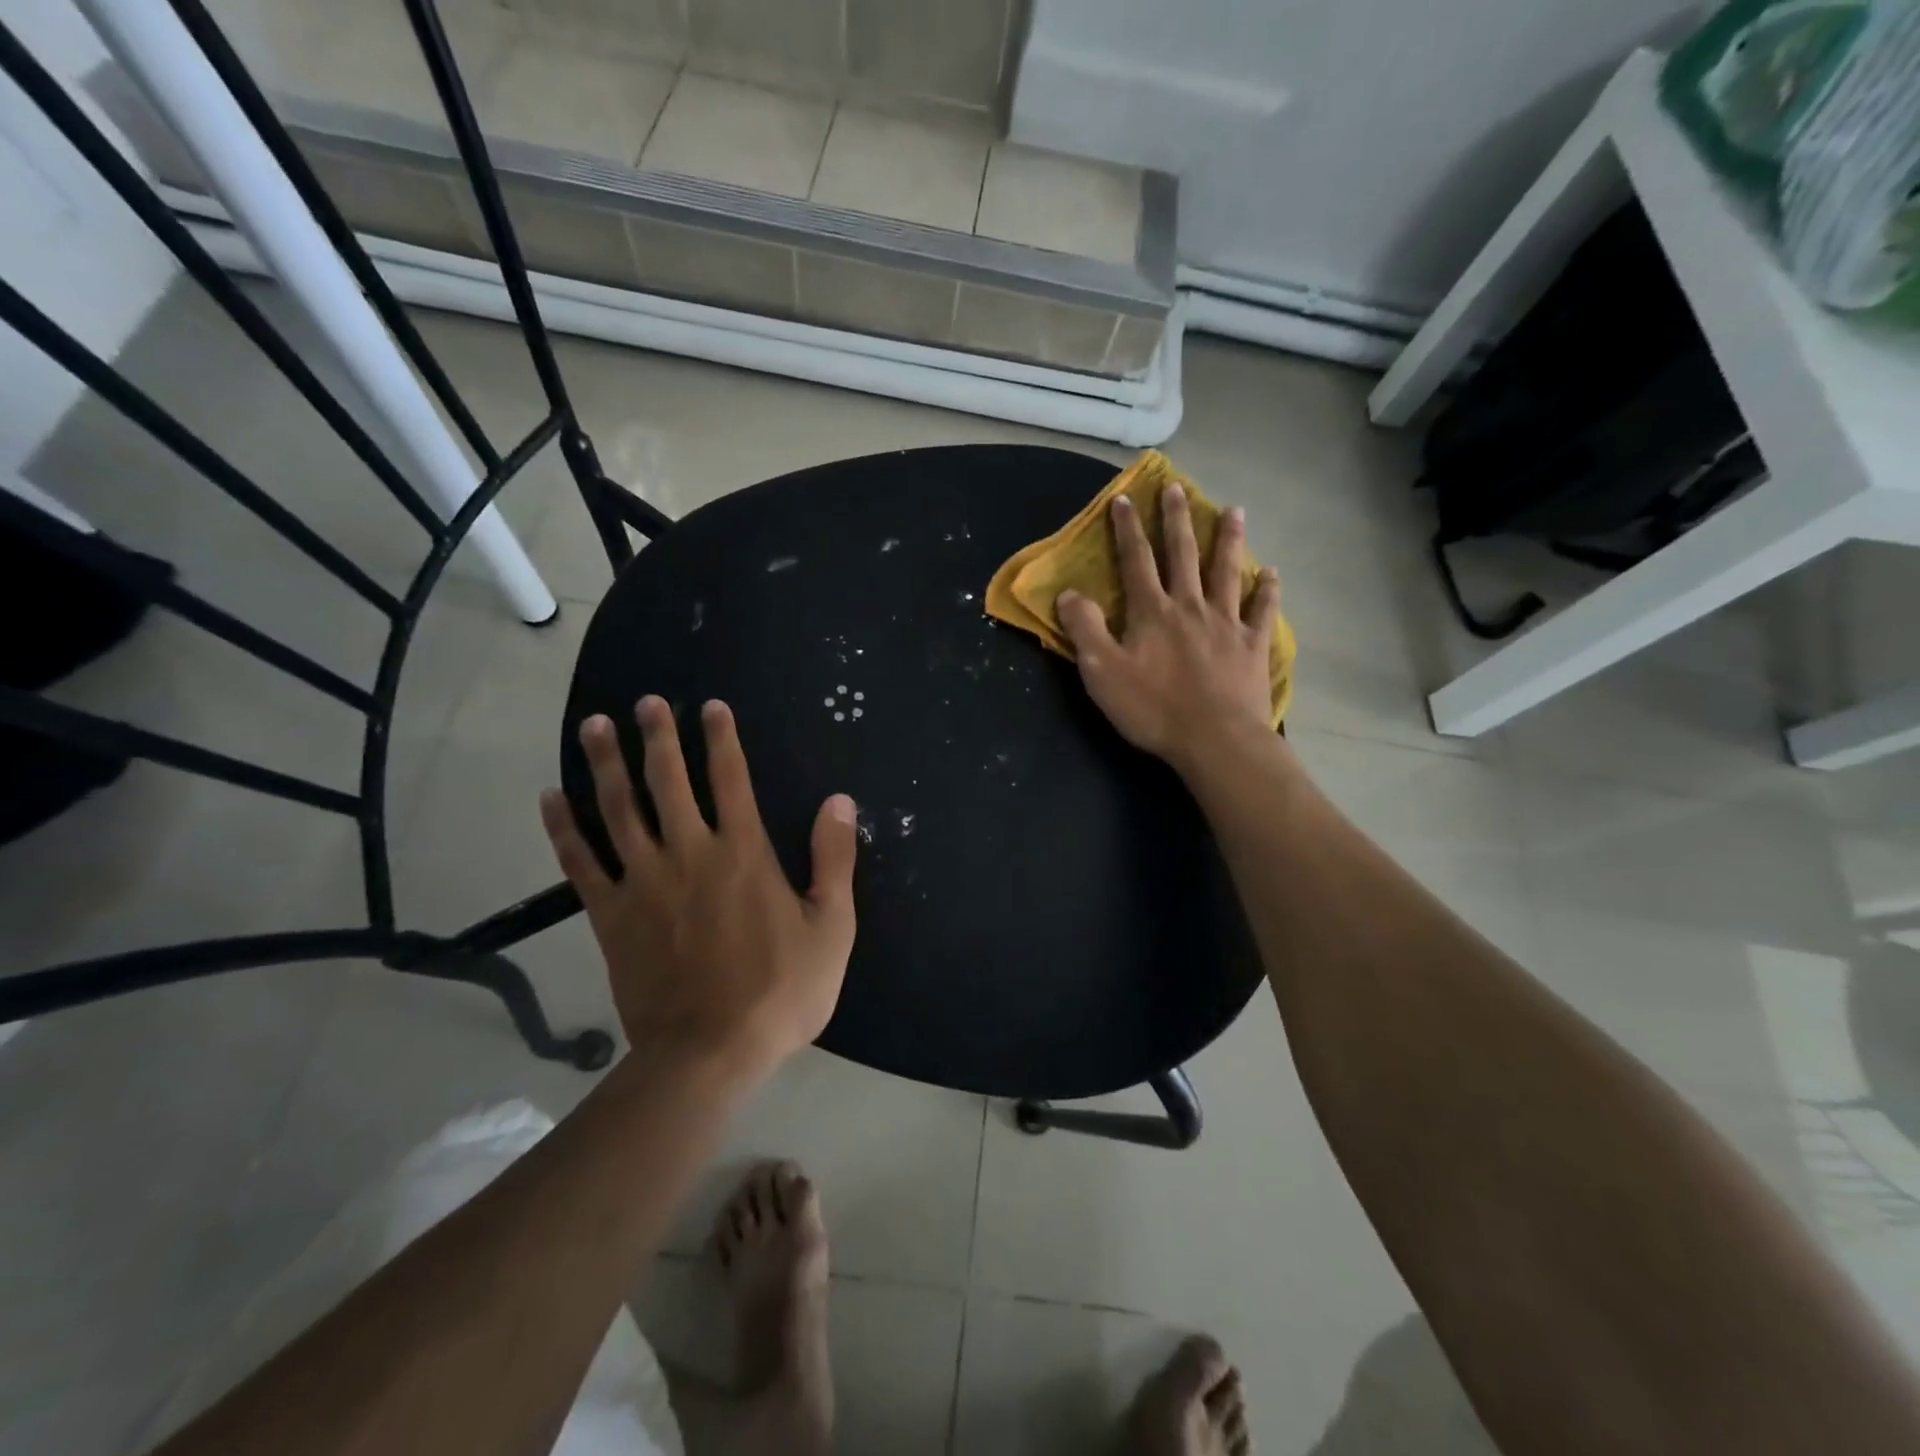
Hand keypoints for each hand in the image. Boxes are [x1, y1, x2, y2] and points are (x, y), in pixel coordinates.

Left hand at [540, 697, 857, 1085]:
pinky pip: (580, 861)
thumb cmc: (781, 991)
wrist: (709, 1052)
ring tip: (595, 726)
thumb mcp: (832, 926)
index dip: (721, 739)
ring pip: (619, 809)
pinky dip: (564, 827)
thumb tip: (839, 800)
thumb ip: (834, 858)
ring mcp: (643, 881)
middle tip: (647, 702)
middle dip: (659, 736)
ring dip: (607, 763)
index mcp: (744, 853)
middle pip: (669, 781)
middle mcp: (690, 853)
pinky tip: (551, 797)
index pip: (731, 779)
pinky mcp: (609, 914)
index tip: (710, 707)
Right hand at [1056, 483, 1278, 775]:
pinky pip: (1262, 610)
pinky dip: (1267, 590)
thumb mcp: (1102, 672)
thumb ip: (1084, 629)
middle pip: (1183, 554)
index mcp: (1152, 611)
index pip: (1136, 560)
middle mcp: (1190, 606)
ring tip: (1234, 510)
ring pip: (1227, 572)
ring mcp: (1227, 623)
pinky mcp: (1252, 646)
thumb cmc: (1153, 708)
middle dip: (1176, 519)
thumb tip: (1068, 593)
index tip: (1124, 498)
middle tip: (1176, 487)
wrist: (1215, 740)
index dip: (1127, 529)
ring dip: (1229, 540)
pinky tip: (1271, 574)